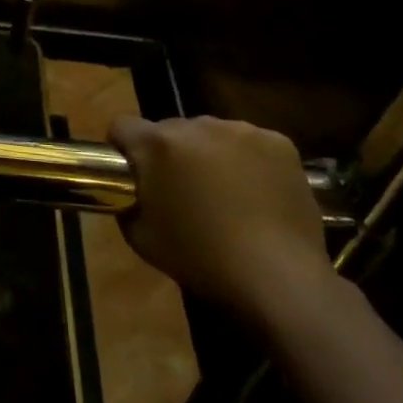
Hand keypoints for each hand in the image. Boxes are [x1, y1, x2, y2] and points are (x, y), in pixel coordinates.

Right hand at [110, 114, 334, 331]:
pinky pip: (251, 144)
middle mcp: (197, 124)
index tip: (132, 173)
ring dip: (210, 154)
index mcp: (158, 144)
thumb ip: (128, 203)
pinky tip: (258, 194)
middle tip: (183, 191)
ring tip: (227, 194)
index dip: (123, 147)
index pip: (123, 126)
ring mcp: (241, 130)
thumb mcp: (141, 238)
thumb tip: (133, 192)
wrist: (279, 278)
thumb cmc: (201, 258)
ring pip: (212, 134)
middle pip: (171, 129)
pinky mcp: (278, 143)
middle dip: (171, 153)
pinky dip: (248, 161)